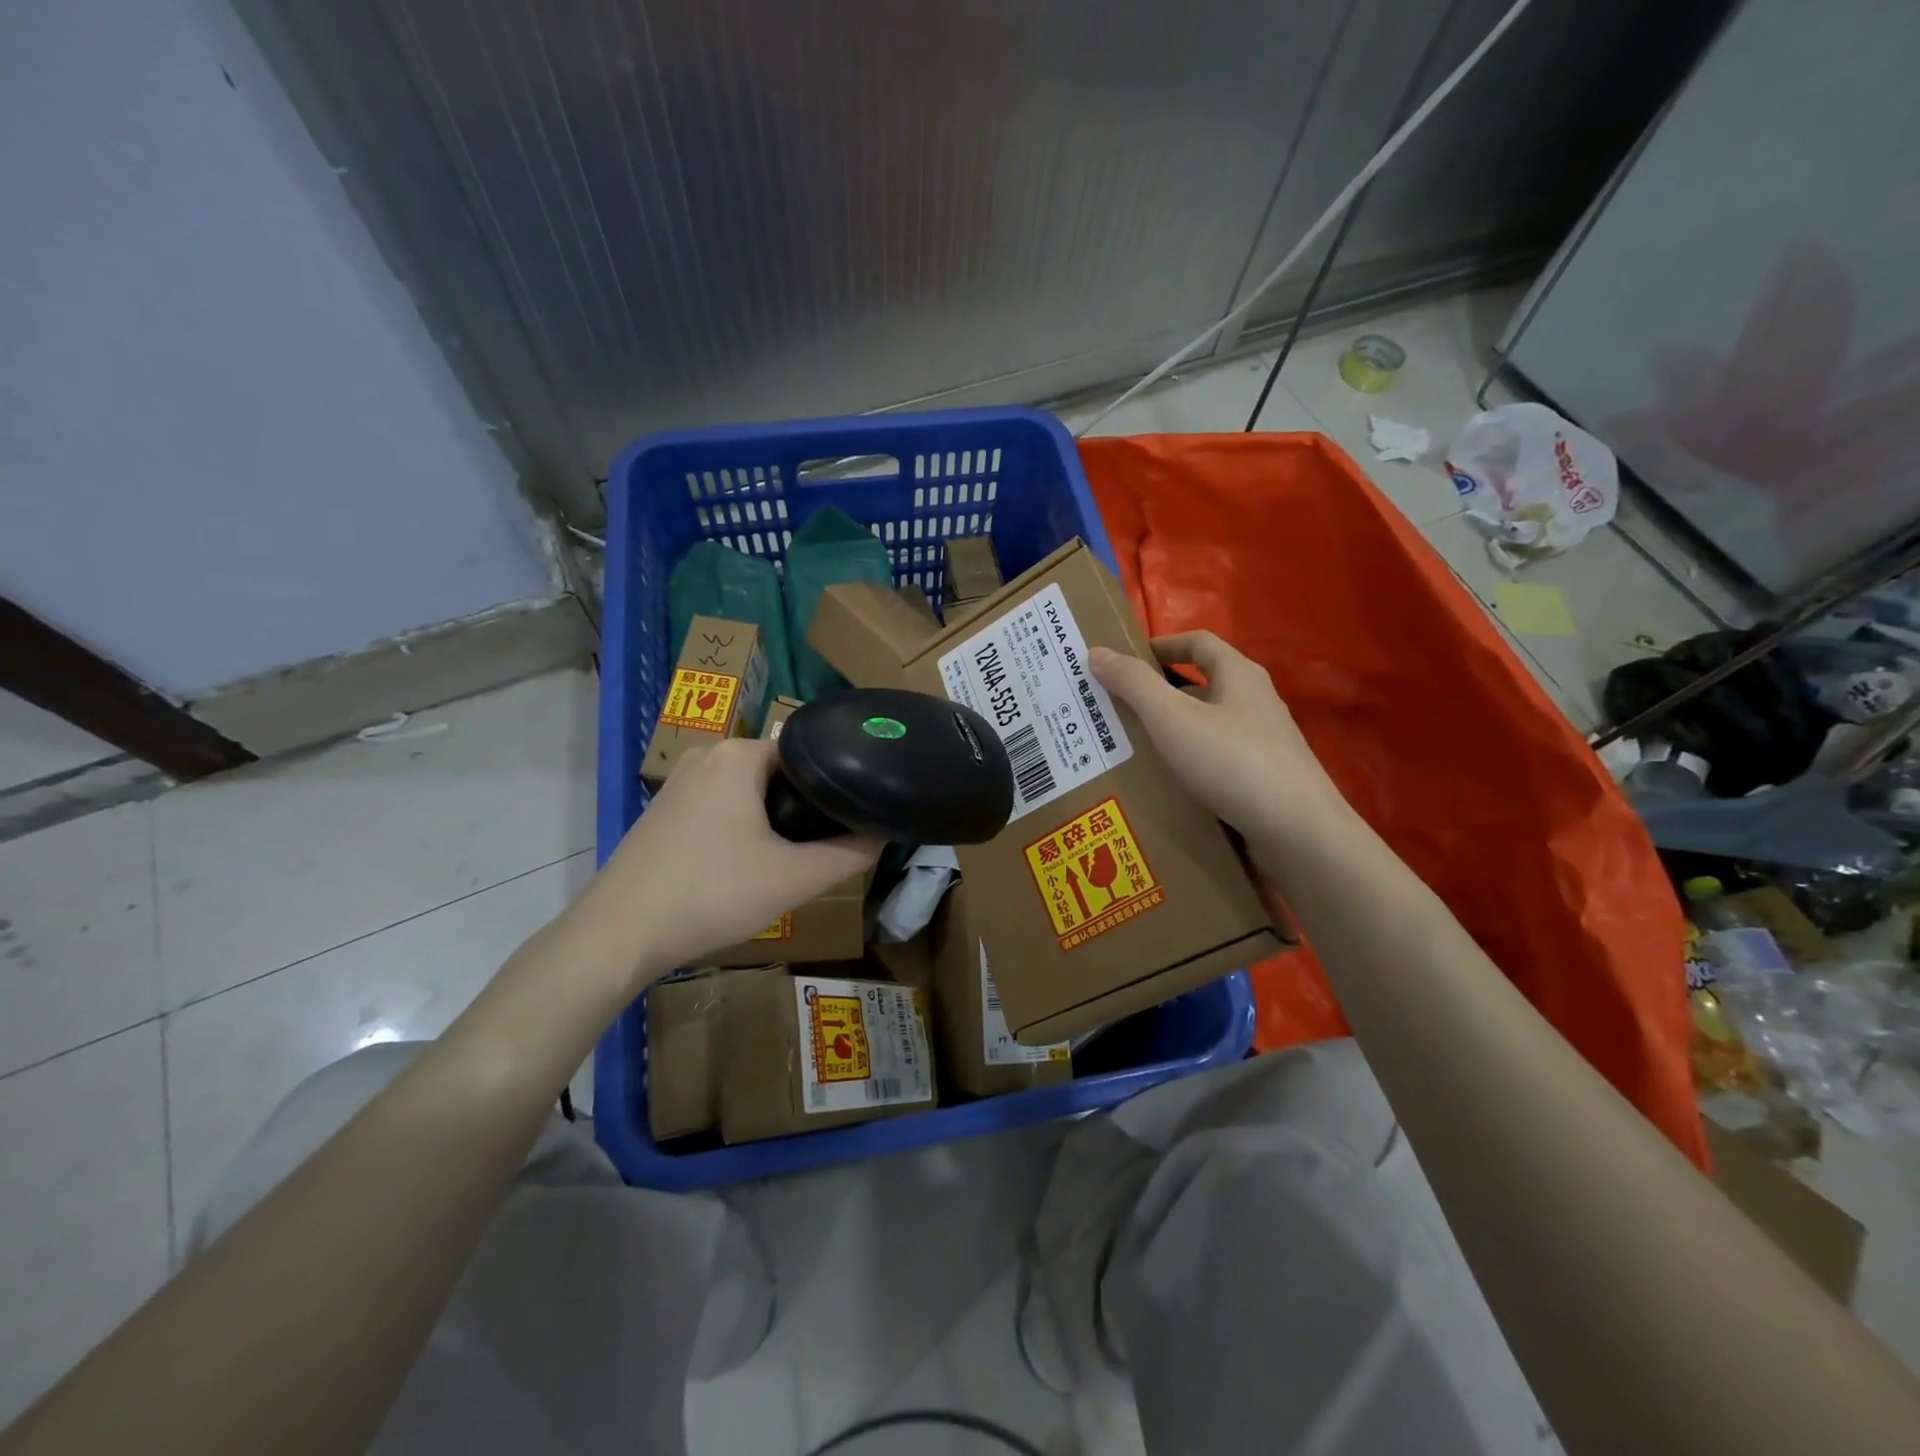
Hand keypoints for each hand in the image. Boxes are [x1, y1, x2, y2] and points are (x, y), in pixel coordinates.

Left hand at [569, 738, 880, 987]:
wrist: (619, 934)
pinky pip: (719, 806)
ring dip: (773, 819)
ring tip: (794, 856)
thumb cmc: (712, 894)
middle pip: (778, 772)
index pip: (808, 753)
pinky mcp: (662, 811)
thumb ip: (849, 854)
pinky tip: (747, 865)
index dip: (836, 783)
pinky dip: (741, 827)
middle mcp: (706, 755)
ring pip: (748, 791)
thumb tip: (884, 835)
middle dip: (804, 805)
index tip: (854, 815)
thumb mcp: (794, 878)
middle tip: (827, 843)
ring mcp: (678, 783)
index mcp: (739, 755)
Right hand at [1091, 631, 1349, 858]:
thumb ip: (1134, 684)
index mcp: (1239, 676)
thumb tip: (1097, 652)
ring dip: (1170, 731)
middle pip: (1200, 685)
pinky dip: (1187, 763)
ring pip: (1206, 726)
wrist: (1299, 833)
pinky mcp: (1263, 779)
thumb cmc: (1233, 763)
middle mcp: (1255, 702)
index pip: (1198, 642)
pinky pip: (1215, 760)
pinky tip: (1165, 785)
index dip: (1160, 644)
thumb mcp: (1174, 719)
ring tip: (1130, 749)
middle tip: (1115, 710)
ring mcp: (1263, 742)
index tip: (1124, 660)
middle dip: (1157, 694)